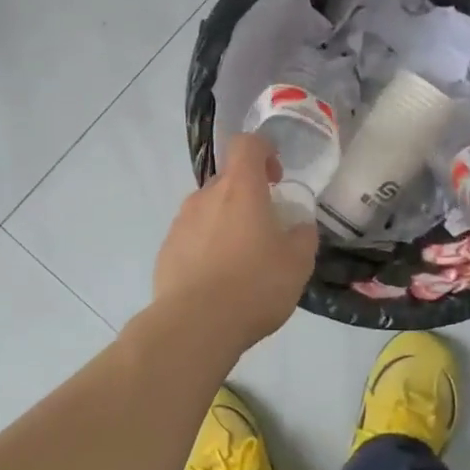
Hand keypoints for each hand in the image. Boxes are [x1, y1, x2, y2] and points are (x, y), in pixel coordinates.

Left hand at [153, 133, 318, 353]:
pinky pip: (192, 238)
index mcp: (240, 189)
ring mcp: (181, 223)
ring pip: (208, 210)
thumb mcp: (298, 264)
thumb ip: (302, 237)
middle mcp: (205, 197)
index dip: (264, 151)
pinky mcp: (166, 250)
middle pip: (227, 181)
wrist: (195, 324)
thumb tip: (298, 228)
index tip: (276, 177)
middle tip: (265, 230)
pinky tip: (218, 281)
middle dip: (247, 196)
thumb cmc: (254, 285)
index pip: (246, 144)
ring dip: (226, 224)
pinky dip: (206, 248)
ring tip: (241, 262)